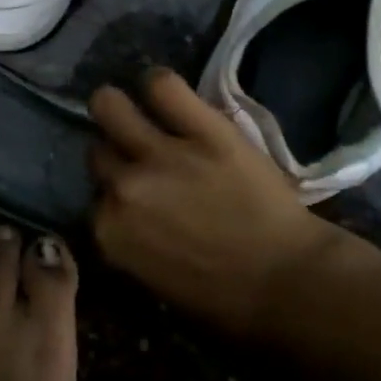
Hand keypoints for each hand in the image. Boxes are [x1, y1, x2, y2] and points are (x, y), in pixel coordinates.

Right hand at [88, 69, 342, 338]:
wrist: (287, 282)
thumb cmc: (224, 297)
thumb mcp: (154, 277)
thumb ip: (129, 236)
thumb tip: (125, 208)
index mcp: (110, 231)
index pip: (94, 195)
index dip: (114, 192)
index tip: (134, 194)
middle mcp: (124, 187)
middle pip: (98, 151)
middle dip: (115, 152)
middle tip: (138, 153)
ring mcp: (161, 153)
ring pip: (109, 105)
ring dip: (118, 109)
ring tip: (141, 111)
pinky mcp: (202, 128)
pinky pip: (163, 85)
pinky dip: (159, 84)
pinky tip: (166, 93)